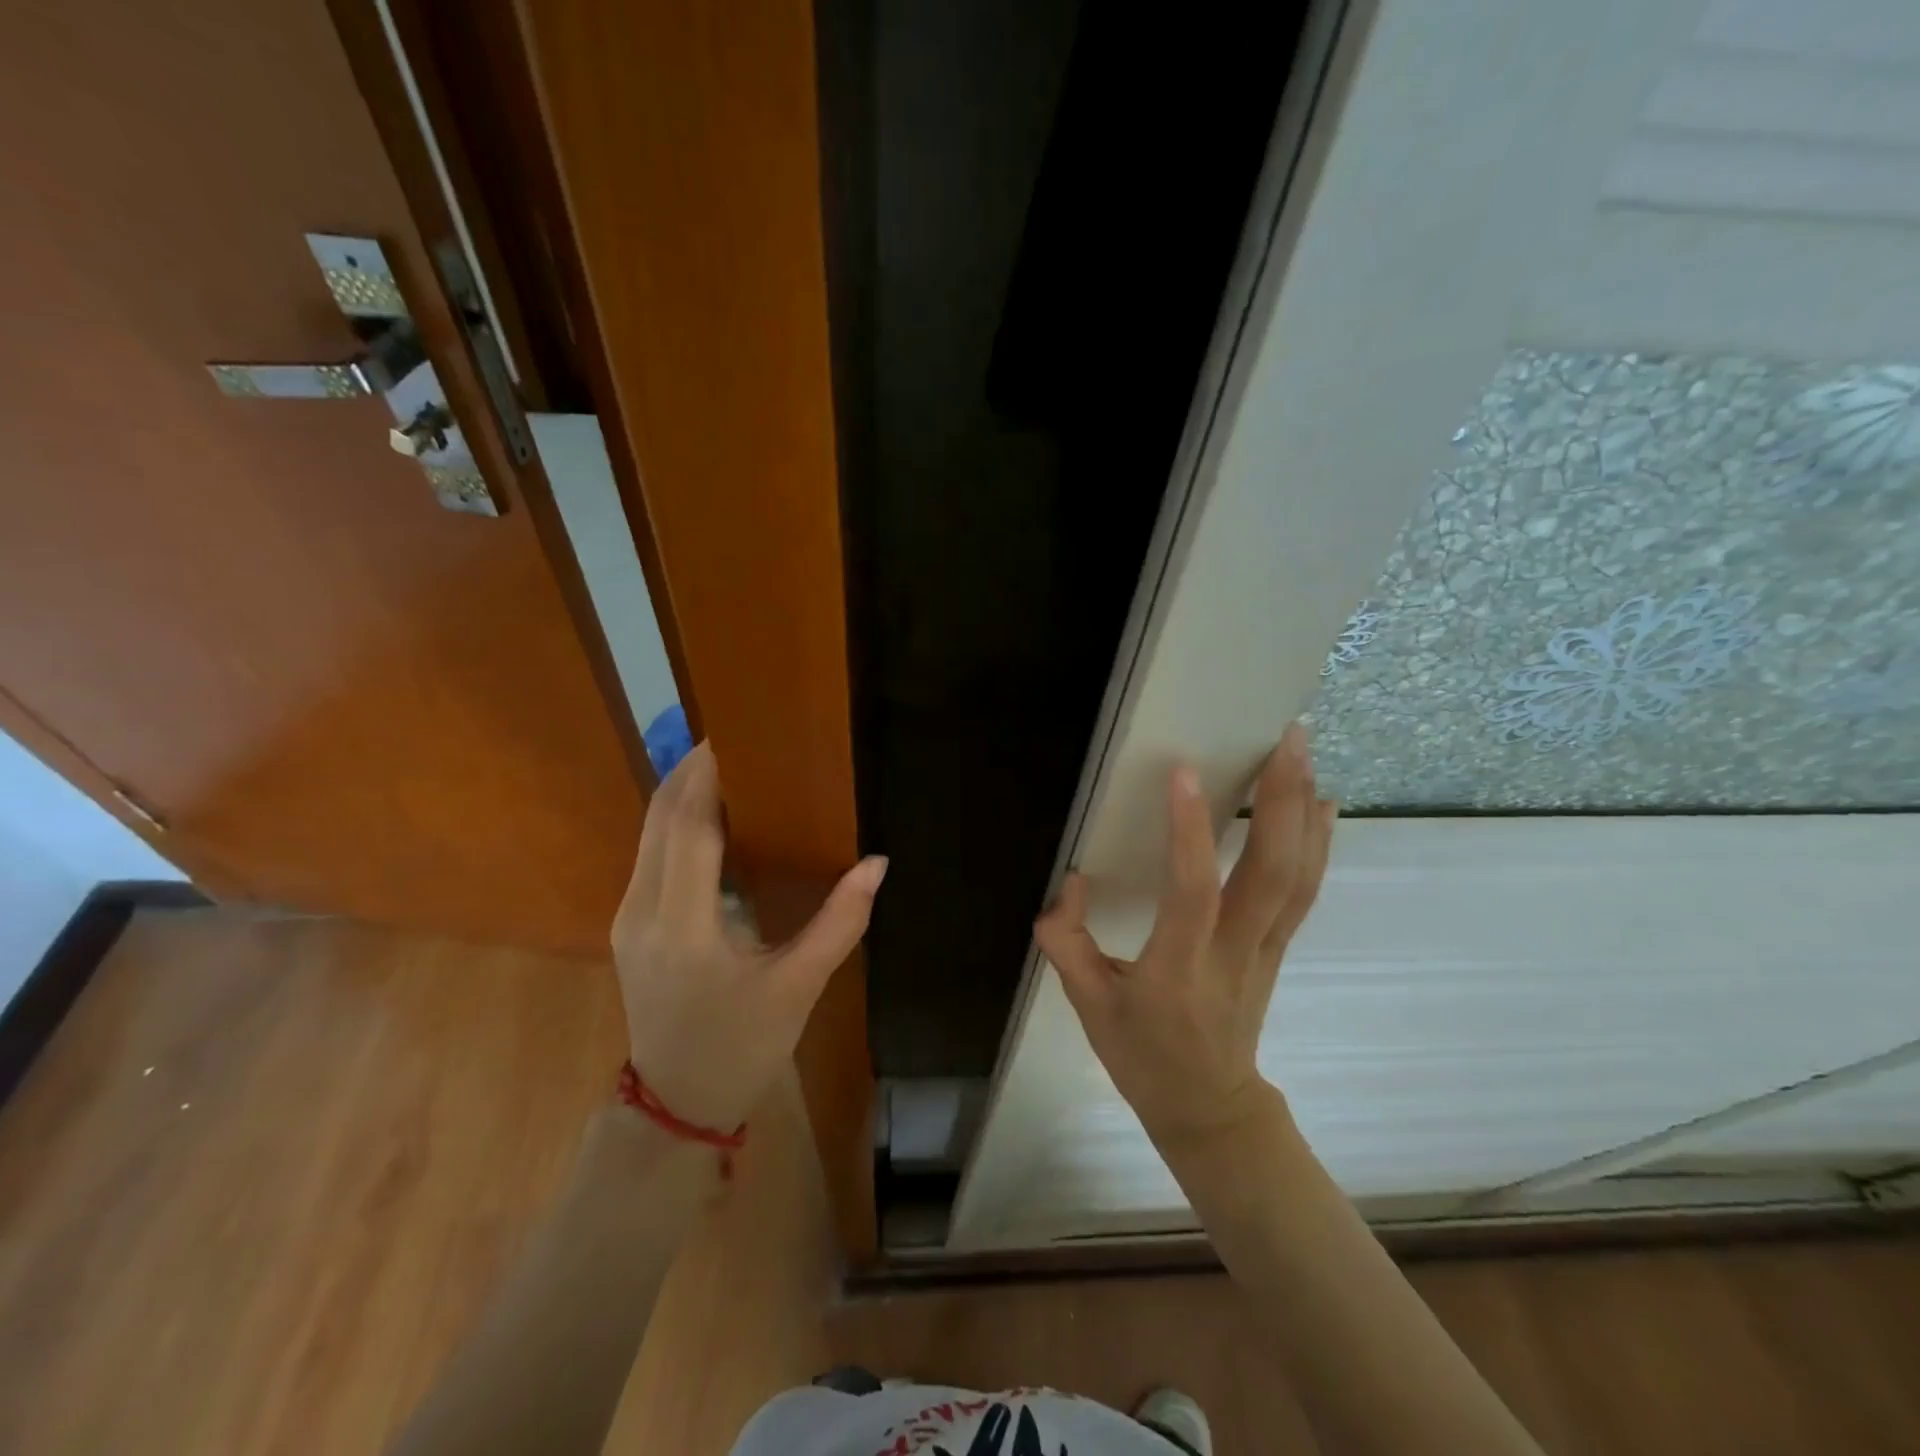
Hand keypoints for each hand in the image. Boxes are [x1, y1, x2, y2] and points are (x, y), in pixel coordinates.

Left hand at [612, 742, 887, 1131]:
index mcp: (682, 926)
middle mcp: (642, 911)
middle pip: (660, 818)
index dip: (708, 776)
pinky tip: (712, 813)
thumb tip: (877, 863)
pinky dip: (676, 820)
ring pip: (648, 833)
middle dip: (692, 770)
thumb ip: (840, 922)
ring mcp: (627, 917)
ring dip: (682, 791)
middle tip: (738, 738)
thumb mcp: (798, 988)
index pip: (688, 827)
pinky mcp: (629, 924)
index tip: (738, 737)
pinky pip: (650, 853)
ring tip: (728, 763)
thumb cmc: (742, 1048)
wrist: (676, 1105)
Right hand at [1035, 722, 1335, 1145]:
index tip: (1184, 773)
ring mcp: (1265, 949)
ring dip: (1305, 810)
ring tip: (1305, 752)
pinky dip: (1317, 842)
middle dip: (1282, 801)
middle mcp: (1232, 952)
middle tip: (1287, 739)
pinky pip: (1304, 891)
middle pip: (1272, 874)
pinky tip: (1322, 803)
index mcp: (1178, 968)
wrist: (1209, 1108)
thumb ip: (1067, 944)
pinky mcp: (1277, 947)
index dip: (1190, 834)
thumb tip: (1069, 882)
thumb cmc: (1143, 1057)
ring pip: (1298, 877)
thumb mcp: (1088, 1008)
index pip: (1191, 893)